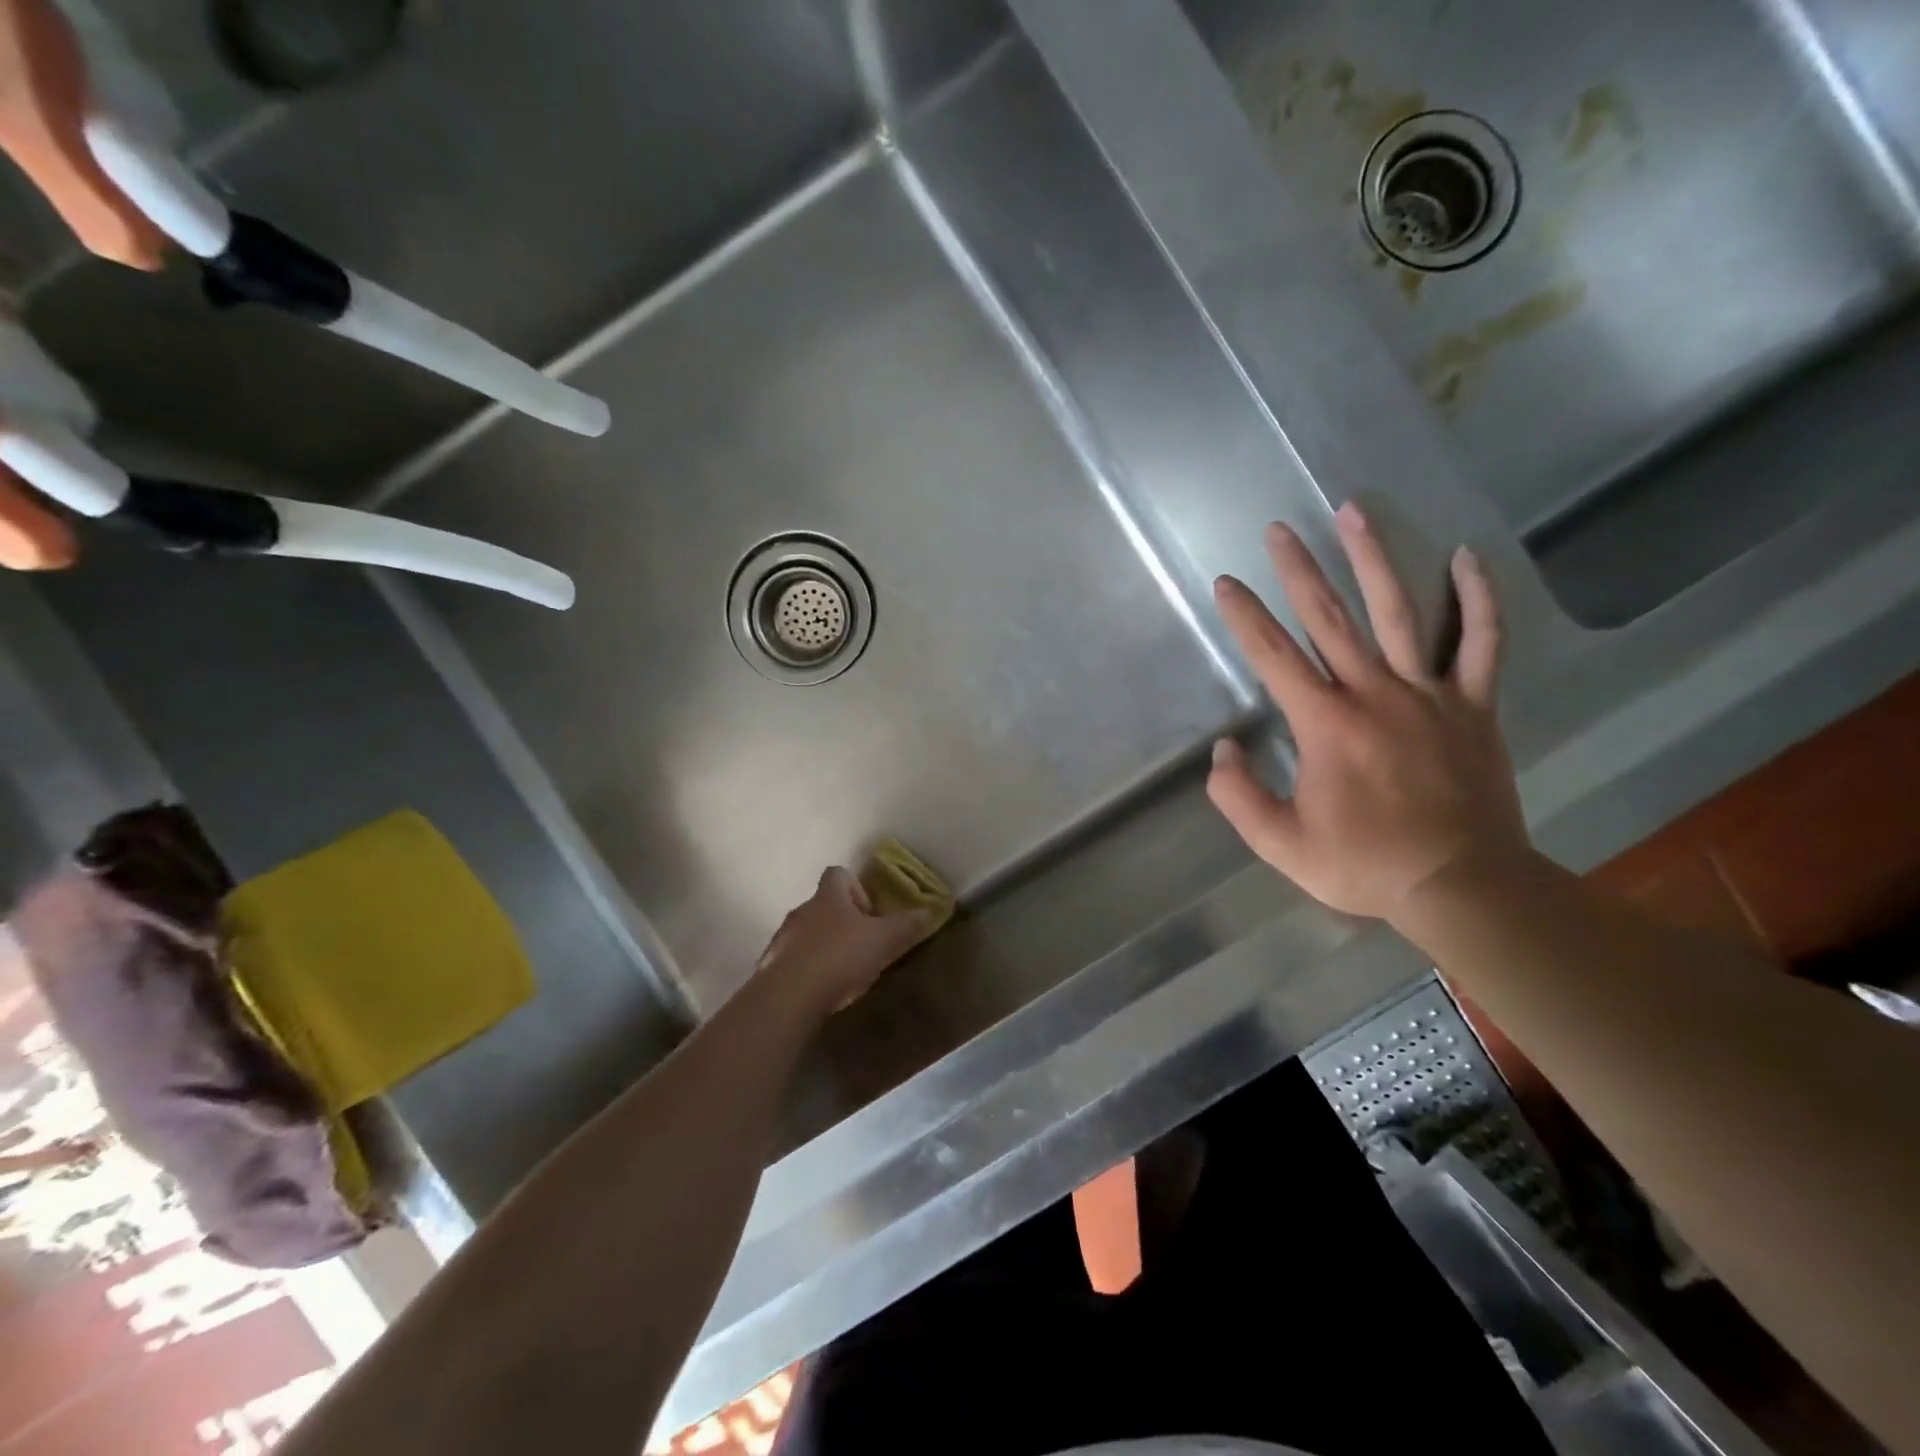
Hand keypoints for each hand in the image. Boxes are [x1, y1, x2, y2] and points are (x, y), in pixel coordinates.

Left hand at [756, 867, 936, 1018]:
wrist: (789, 996)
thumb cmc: (840, 957)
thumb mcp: (883, 940)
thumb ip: (906, 925)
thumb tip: (928, 910)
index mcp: (828, 897)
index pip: (838, 874)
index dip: (856, 888)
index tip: (869, 912)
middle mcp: (802, 910)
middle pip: (822, 905)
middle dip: (842, 921)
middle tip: (862, 944)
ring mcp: (782, 938)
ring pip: (806, 933)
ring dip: (823, 945)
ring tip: (843, 971)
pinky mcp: (769, 966)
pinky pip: (792, 960)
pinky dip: (806, 969)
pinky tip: (820, 989)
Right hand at [1206, 503, 1528, 922]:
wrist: (1462, 886)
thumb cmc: (1364, 865)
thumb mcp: (1280, 844)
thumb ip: (1238, 795)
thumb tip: (1223, 750)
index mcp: (1326, 725)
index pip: (1275, 657)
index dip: (1245, 617)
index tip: (1226, 582)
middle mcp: (1375, 694)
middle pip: (1331, 619)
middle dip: (1298, 570)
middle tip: (1278, 529)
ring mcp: (1430, 695)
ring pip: (1401, 613)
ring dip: (1374, 559)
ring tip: (1354, 513)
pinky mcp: (1474, 706)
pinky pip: (1482, 643)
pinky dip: (1477, 600)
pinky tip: (1465, 558)